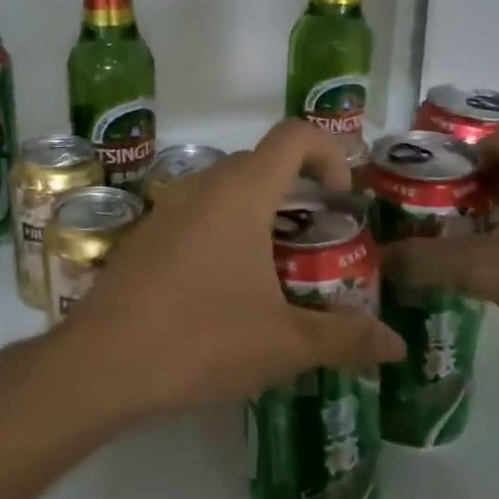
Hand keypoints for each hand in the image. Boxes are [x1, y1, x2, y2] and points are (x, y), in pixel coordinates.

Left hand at [64, 119, 404, 418]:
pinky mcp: (143, 235)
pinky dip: (222, 232)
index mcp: (241, 192)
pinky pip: (195, 215)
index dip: (329, 153)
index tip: (341, 201)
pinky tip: (223, 290)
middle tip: (316, 244)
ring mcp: (166, 208)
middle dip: (297, 192)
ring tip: (275, 272)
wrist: (102, 363)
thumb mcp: (283, 343)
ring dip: (258, 214)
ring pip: (225, 190)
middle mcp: (202, 186)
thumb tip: (396, 344)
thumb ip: (345, 338)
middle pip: (261, 162)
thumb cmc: (201, 340)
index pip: (294, 135)